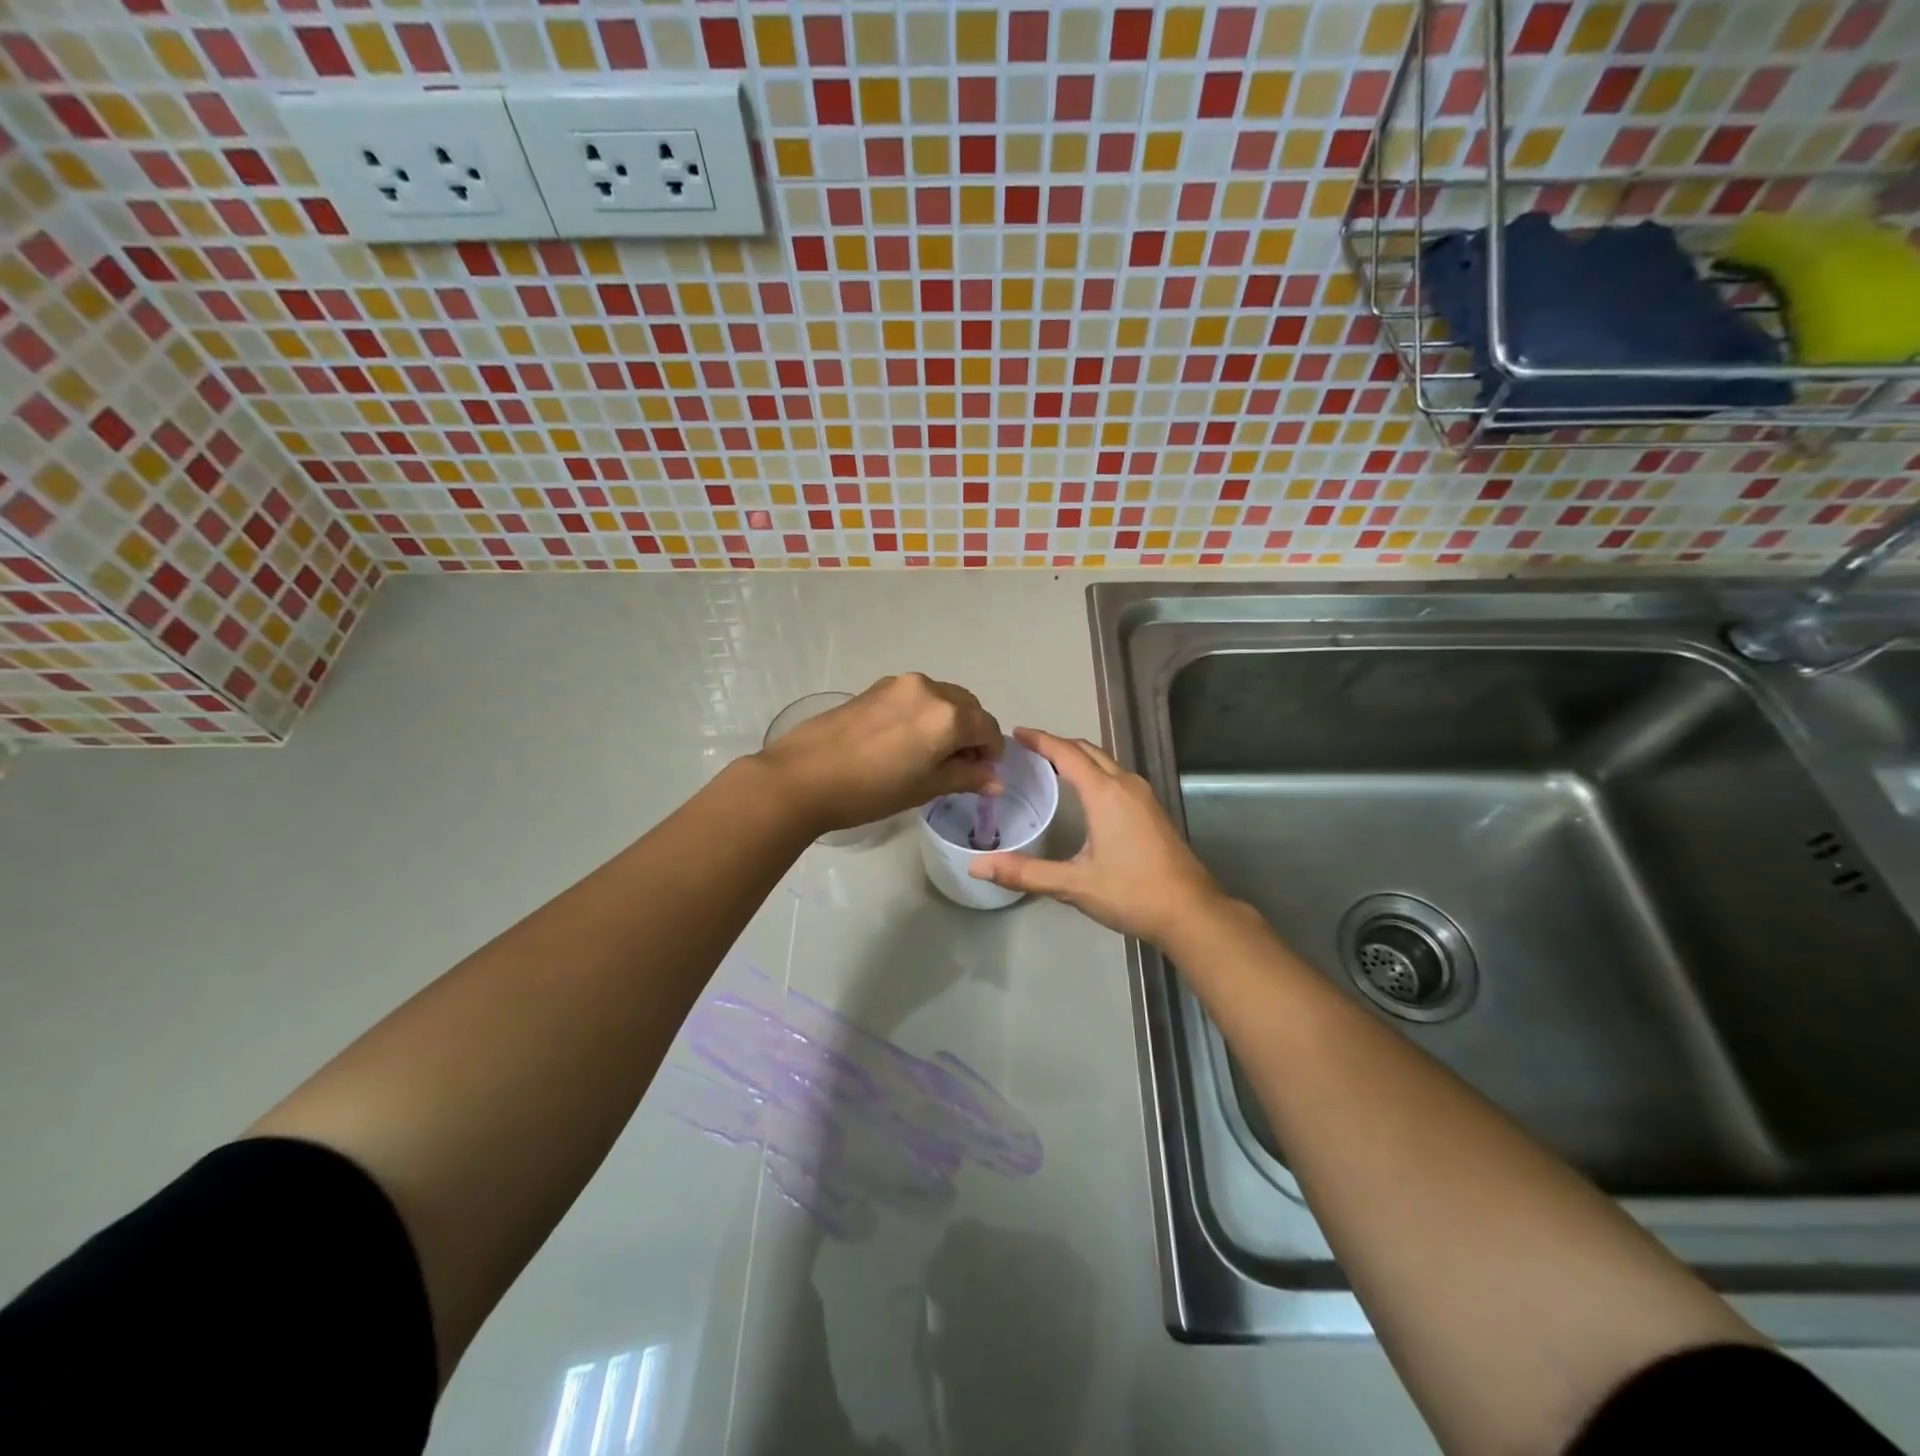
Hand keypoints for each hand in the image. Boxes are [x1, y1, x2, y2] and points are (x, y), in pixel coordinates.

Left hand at [756, 674, 1001, 833]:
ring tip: (931, 754)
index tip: (983, 774)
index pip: (987, 728)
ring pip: (942, 699)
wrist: (804, 776)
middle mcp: (930, 689)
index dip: (991, 753)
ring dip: (948, 721)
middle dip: (972, 733)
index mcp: (949, 715)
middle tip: (960, 766)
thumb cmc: (871, 790)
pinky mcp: (876, 687)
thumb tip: (995, 779)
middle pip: (968, 707)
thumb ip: (965, 777)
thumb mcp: (925, 788)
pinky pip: (916, 697)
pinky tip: (905, 741)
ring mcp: (900, 684)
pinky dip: (924, 714)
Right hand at [968, 728, 1228, 946]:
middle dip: (1058, 744)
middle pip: (1088, 751)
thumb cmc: (1132, 893)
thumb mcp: (1073, 885)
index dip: (1040, 740)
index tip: (1016, 733)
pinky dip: (1094, 771)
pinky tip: (1084, 792)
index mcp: (1105, 793)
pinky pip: (1117, 776)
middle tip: (1028, 748)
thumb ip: (1025, 873)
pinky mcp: (1152, 810)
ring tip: (1051, 765)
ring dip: (1078, 757)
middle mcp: (1126, 785)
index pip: (1067, 753)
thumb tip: (977, 866)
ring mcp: (1144, 796)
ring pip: (1106, 762)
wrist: (1191, 912)